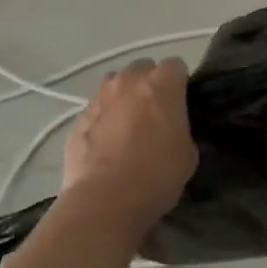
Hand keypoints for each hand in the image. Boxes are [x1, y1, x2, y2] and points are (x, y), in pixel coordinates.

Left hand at [62, 58, 198, 236]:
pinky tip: (105, 145)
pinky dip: (102, 120)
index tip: (181, 103)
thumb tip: (172, 131)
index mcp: (161, 84)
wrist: (104, 201)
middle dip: (149, 84)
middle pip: (143, 68)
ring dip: (123, 97)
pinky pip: (96, 109)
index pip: (176, 66)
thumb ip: (181, 130)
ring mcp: (100, 96)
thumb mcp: (187, 155)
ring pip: (115, 84)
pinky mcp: (79, 118)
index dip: (179, 84)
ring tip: (126, 126)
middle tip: (154, 113)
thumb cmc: (155, 175)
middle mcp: (129, 80)